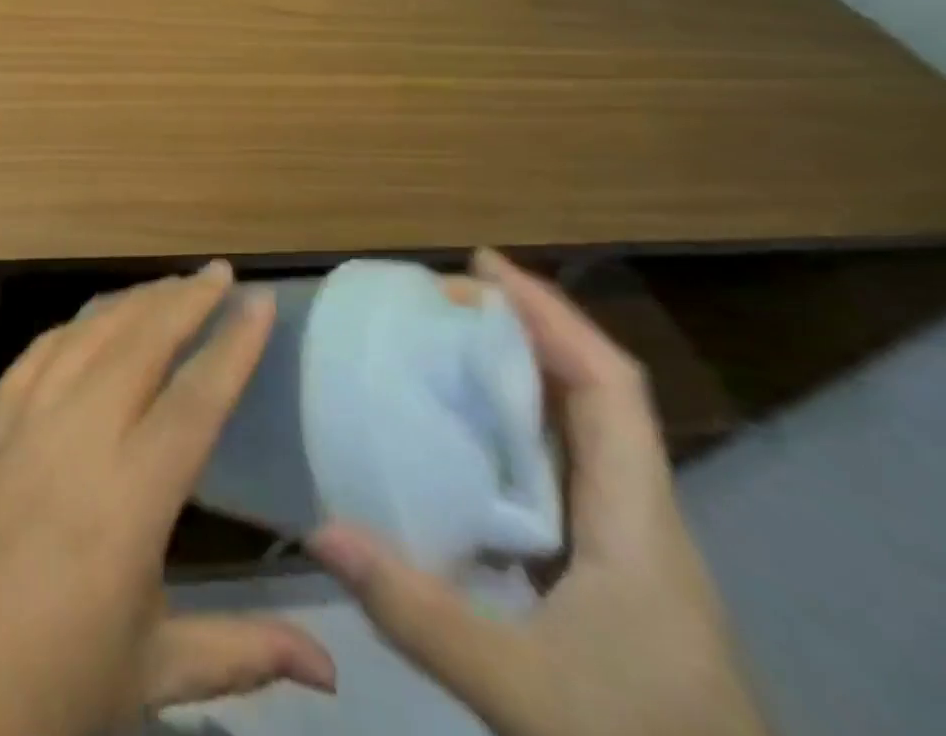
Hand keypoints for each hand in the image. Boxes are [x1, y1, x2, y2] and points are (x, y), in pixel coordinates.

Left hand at [0, 263, 335, 735]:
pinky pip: (35, 353)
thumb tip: (330, 666)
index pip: (195, 401)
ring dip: (130, 302)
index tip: (262, 302)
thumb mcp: (144, 678)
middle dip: (185, 300)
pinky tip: (88, 320)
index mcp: (127, 498)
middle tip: (220, 272)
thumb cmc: (34, 690)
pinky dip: (72, 325)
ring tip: (166, 284)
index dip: (233, 346)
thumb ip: (237, 653)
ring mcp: (20, 418)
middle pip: (139, 344)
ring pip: (85, 335)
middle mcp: (75, 436)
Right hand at [310, 249, 770, 735]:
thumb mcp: (524, 695)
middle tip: (442, 300)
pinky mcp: (610, 581)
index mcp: (639, 527)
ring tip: (442, 348)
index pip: (609, 388)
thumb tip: (319, 529)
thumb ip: (418, 613)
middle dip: (525, 331)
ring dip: (518, 378)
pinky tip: (459, 444)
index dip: (552, 315)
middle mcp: (641, 521)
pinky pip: (559, 476)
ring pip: (579, 434)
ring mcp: (629, 552)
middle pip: (594, 396)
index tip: (483, 266)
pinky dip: (512, 434)